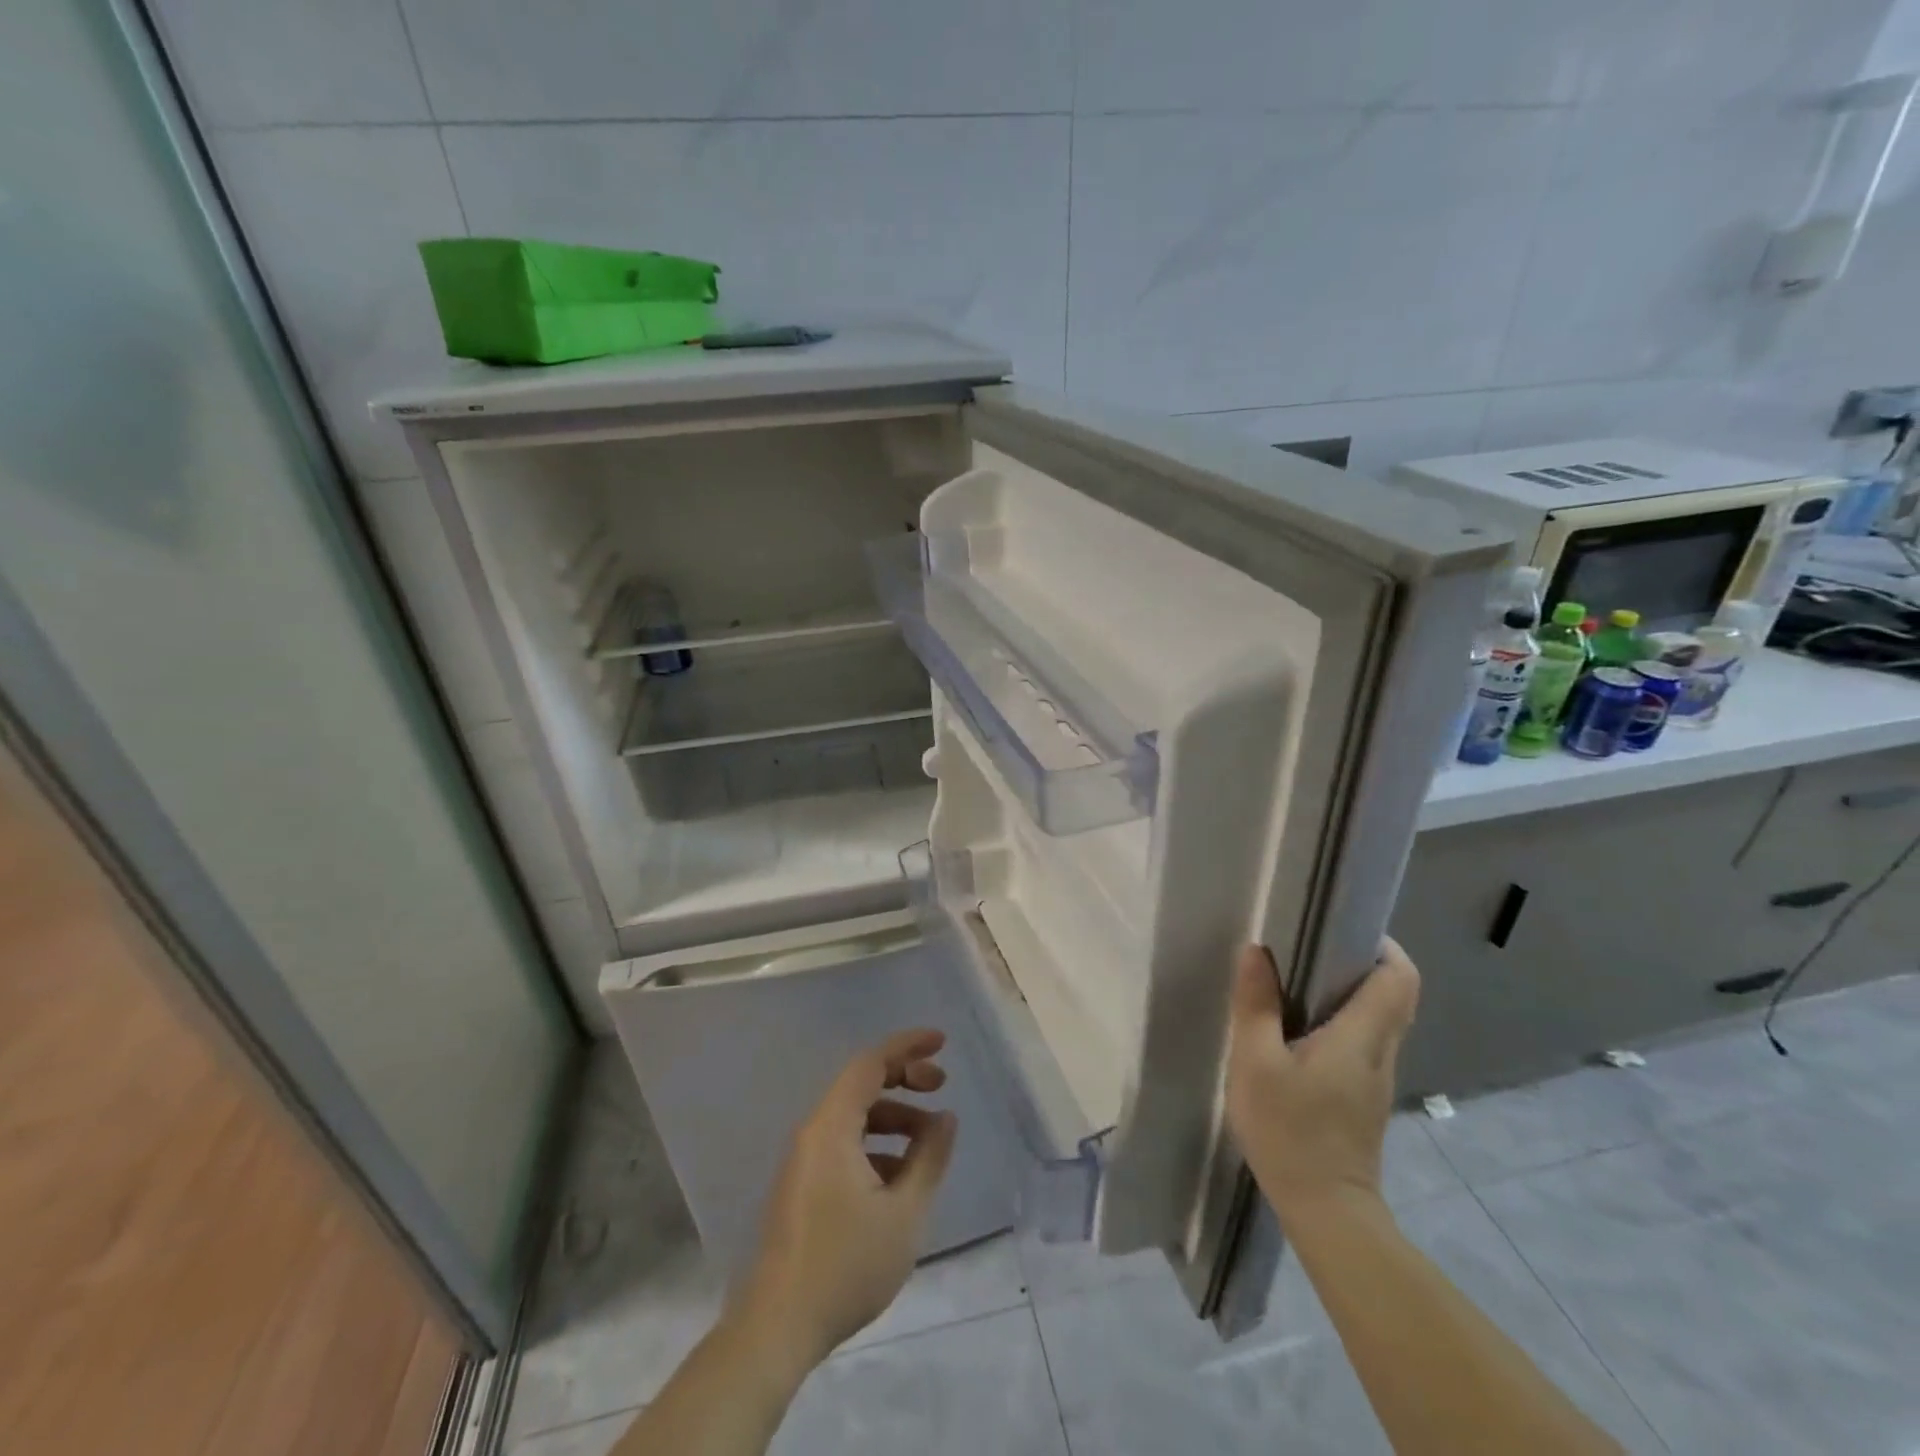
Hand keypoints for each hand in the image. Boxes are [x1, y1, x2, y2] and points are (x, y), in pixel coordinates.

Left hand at [736, 1029, 958, 1374]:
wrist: (776, 1330)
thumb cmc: (845, 1266)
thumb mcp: (904, 1213)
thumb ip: (929, 1158)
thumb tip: (945, 1118)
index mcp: (831, 1127)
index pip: (871, 1063)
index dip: (908, 1046)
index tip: (942, 1043)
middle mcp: (813, 1133)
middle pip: (861, 1085)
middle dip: (905, 1079)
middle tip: (941, 1088)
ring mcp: (804, 1161)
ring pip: (854, 1118)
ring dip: (894, 1118)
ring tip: (929, 1144)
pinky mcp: (802, 1187)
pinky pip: (843, 1145)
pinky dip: (876, 1146)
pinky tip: (900, 1179)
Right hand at [1225, 939, 1419, 1225]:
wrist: (1326, 1212)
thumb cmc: (1290, 1131)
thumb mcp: (1255, 1063)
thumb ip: (1256, 1004)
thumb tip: (1257, 951)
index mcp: (1362, 1036)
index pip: (1401, 977)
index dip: (1383, 946)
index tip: (1344, 928)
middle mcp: (1381, 1052)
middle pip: (1394, 994)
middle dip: (1361, 963)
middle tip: (1311, 947)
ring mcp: (1377, 1078)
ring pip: (1380, 1019)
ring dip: (1349, 993)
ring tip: (1298, 981)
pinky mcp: (1365, 1097)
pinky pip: (1364, 1042)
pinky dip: (1342, 1022)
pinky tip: (1299, 1030)